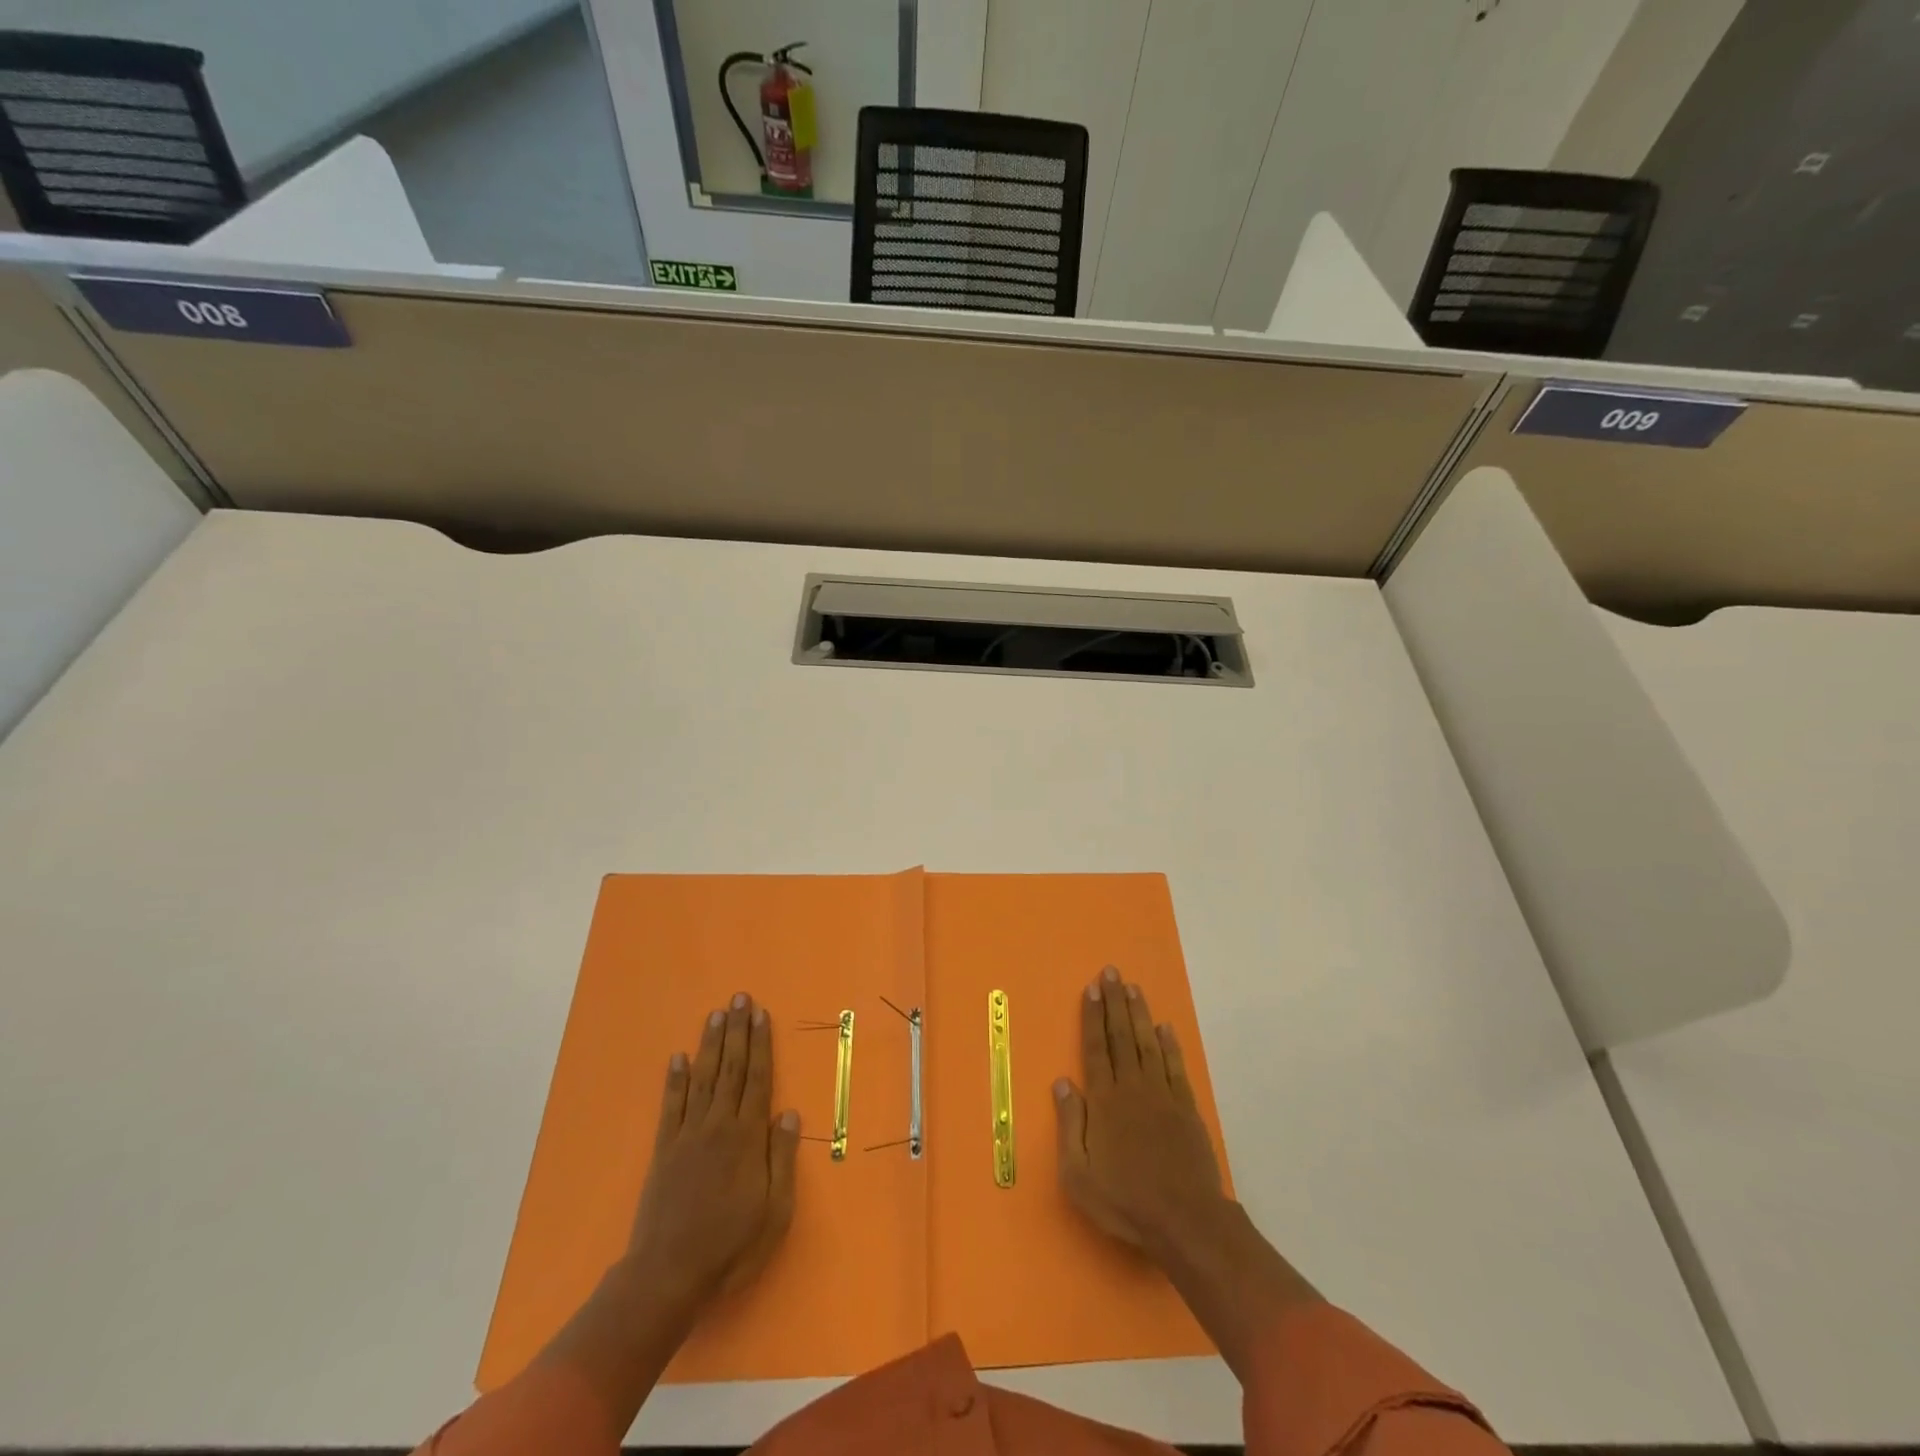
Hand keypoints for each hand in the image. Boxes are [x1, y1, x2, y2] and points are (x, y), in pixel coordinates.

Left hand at [629, 992, 800, 1305]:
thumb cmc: (730, 1246)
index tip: (761, 1014)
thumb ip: (781, 1159)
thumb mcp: (774, 1211)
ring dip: (710, 1044)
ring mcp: (687, 1135)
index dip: (760, 1044)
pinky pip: (671, 1106)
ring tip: (716, 1014)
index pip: (757, 1078)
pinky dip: (675, 1079)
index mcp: (747, 1137)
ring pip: (703, 1078)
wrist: (668, 1276)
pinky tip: (679, 1057)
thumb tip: (788, 1113)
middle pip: (731, 1068)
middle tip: (739, 998)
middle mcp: (718, 1125)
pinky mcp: (664, 1150)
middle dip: (736, 1031)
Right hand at [1053, 965, 1230, 1255]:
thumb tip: (1063, 1082)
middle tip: (1111, 972)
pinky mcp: (1186, 1108)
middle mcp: (1133, 1087)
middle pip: (1121, 1036)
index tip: (1091, 989)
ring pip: (1148, 1043)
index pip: (1096, 1048)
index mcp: (1105, 1101)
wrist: (1185, 1221)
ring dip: (1139, 1013)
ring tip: (1133, 987)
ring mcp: (1163, 1095)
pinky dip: (1170, 1044)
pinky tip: (1164, 1027)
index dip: (1092, 1016)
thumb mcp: (1079, 1174)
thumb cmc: (1125, 1200)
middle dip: (1114, 1002)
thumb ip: (1070, 1124)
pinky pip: (1175, 1066)